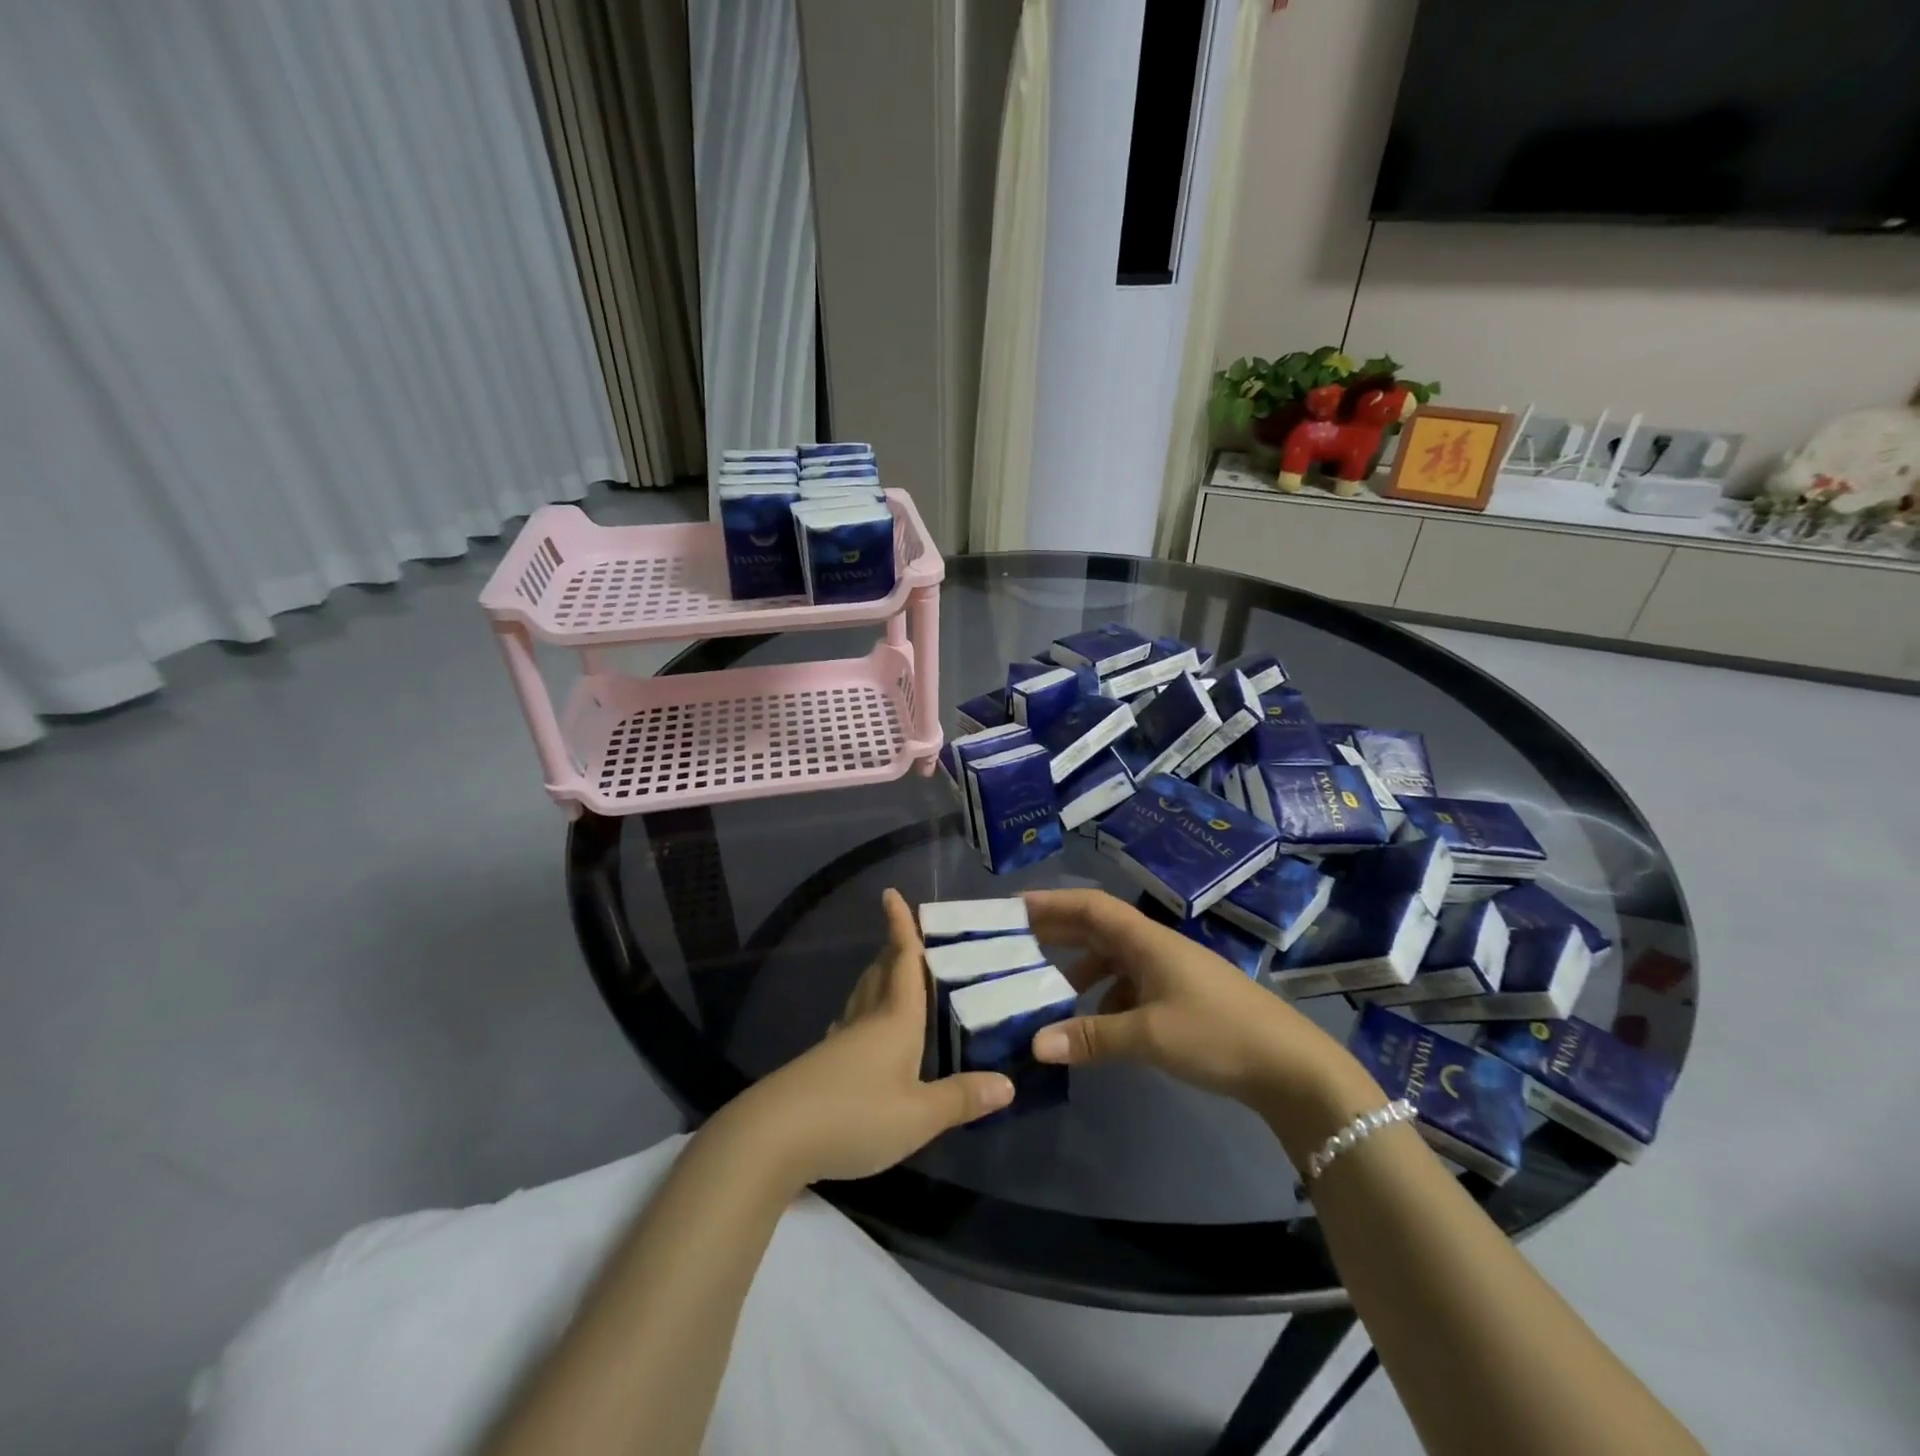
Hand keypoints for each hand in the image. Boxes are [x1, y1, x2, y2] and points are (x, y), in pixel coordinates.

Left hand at [721, 889, 1012, 1187]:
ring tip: (890, 972)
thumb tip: (1008, 1083)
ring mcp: (839, 1041)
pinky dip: (862, 1011)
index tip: (891, 893)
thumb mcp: (918, 1116)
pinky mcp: (821, 1064)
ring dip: (877, 977)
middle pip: (880, 973)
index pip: (902, 962)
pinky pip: (850, 1022)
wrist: (774, 1137)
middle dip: (892, 949)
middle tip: (906, 933)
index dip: (900, 927)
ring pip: (862, 996)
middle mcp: (866, 1020)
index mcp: (894, 1020)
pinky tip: (861, 1028)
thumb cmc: (855, 1115)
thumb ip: (961, 1099)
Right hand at [1023, 889, 1380, 1146]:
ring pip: (1113, 959)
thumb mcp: (1149, 1035)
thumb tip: (1034, 1044)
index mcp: (1146, 941)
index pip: (1089, 906)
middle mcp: (1155, 947)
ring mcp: (1170, 971)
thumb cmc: (1217, 1035)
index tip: (1012, 908)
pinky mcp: (1181, 997)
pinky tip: (1094, 1025)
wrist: (1291, 1066)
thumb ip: (1091, 1037)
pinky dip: (1105, 997)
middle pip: (1097, 928)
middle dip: (1057, 932)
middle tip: (1014, 943)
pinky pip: (1129, 985)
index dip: (1050, 903)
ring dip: (1079, 969)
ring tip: (1048, 993)